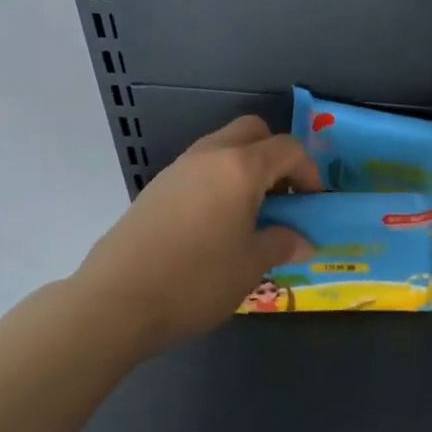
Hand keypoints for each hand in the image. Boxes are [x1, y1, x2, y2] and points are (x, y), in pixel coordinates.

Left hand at [74, 116, 318, 354]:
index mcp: (240, 168)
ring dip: (245, 168)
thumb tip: (302, 242)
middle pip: (252, 132)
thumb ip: (282, 244)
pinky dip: (218, 182)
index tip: (313, 204)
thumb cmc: (197, 280)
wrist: (118, 300)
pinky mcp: (155, 189)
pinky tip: (216, 225)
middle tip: (282, 196)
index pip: (287, 148)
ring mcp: (177, 169)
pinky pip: (199, 170)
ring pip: (221, 148)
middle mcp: (208, 156)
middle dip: (275, 156)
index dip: (309, 172)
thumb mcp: (251, 265)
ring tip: (251, 214)